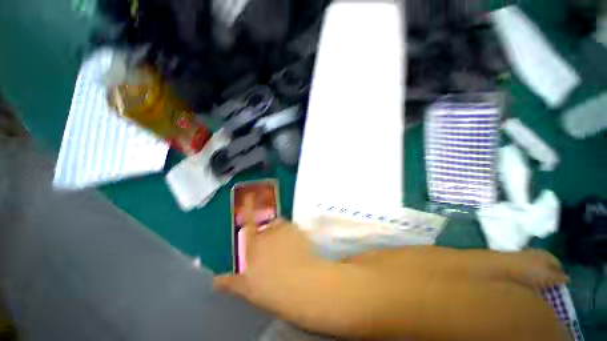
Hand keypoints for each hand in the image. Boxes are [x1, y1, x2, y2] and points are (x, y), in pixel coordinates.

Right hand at [214, 196, 350, 333]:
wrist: (300, 283)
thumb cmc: (270, 287)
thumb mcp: (247, 288)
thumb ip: (231, 282)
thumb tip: (215, 281)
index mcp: (255, 243)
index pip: (249, 222)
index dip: (248, 207)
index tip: (250, 195)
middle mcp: (270, 232)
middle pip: (268, 225)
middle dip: (269, 231)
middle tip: (273, 246)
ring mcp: (286, 230)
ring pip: (282, 225)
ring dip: (282, 232)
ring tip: (286, 248)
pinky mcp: (300, 232)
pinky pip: (294, 230)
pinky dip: (294, 236)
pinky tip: (298, 249)